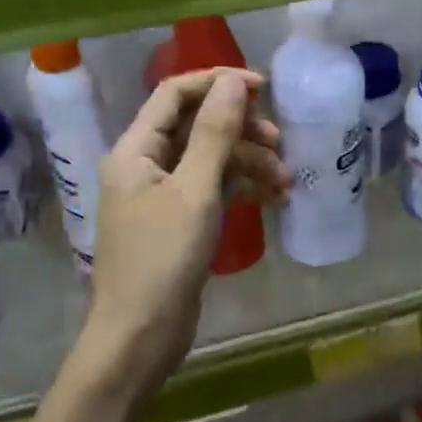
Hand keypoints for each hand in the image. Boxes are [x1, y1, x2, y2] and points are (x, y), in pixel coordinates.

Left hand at [84, 69, 288, 393]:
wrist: (140, 338)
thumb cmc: (162, 259)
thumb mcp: (195, 190)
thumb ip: (215, 133)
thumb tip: (233, 82)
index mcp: (135, 149)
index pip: (175, 94)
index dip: (217, 83)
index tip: (262, 88)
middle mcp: (145, 164)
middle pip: (197, 126)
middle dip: (241, 130)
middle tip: (279, 142)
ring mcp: (162, 194)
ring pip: (210, 159)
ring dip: (248, 162)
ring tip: (286, 179)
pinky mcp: (179, 221)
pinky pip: (213, 189)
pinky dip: (241, 188)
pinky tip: (274, 198)